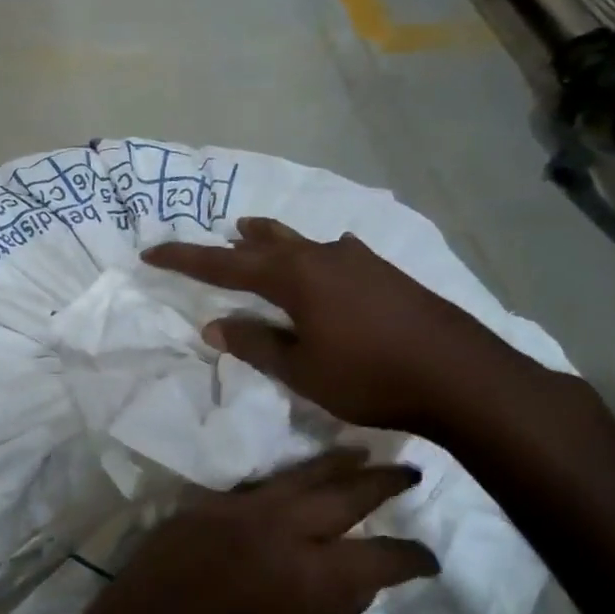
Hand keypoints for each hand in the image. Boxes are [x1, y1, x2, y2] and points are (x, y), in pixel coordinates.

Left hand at [42, 450, 437, 613]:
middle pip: (341, 492)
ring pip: (290, 477)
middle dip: (381, 482)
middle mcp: (276, 531)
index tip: (428, 560)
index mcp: (314, 581)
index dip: (412, 558)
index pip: (382, 557)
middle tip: (409, 472)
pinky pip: (245, 490)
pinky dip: (275, 485)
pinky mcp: (191, 512)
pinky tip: (287, 485)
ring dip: (329, 466)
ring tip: (356, 454)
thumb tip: (347, 589)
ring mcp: (228, 513)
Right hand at [143, 216, 527, 437]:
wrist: (462, 377)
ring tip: (254, 235)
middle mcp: (323, 257)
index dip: (186, 259)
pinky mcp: (387, 272)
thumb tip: (215, 324)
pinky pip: (336, 254)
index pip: (225, 264)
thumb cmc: (370, 378)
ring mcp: (360, 260)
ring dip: (273, 241)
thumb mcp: (302, 370)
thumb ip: (256, 344)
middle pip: (266, 242)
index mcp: (295, 278)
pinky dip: (314, 256)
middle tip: (212, 240)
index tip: (152, 252)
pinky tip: (327, 262)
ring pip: (302, 242)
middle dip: (232, 244)